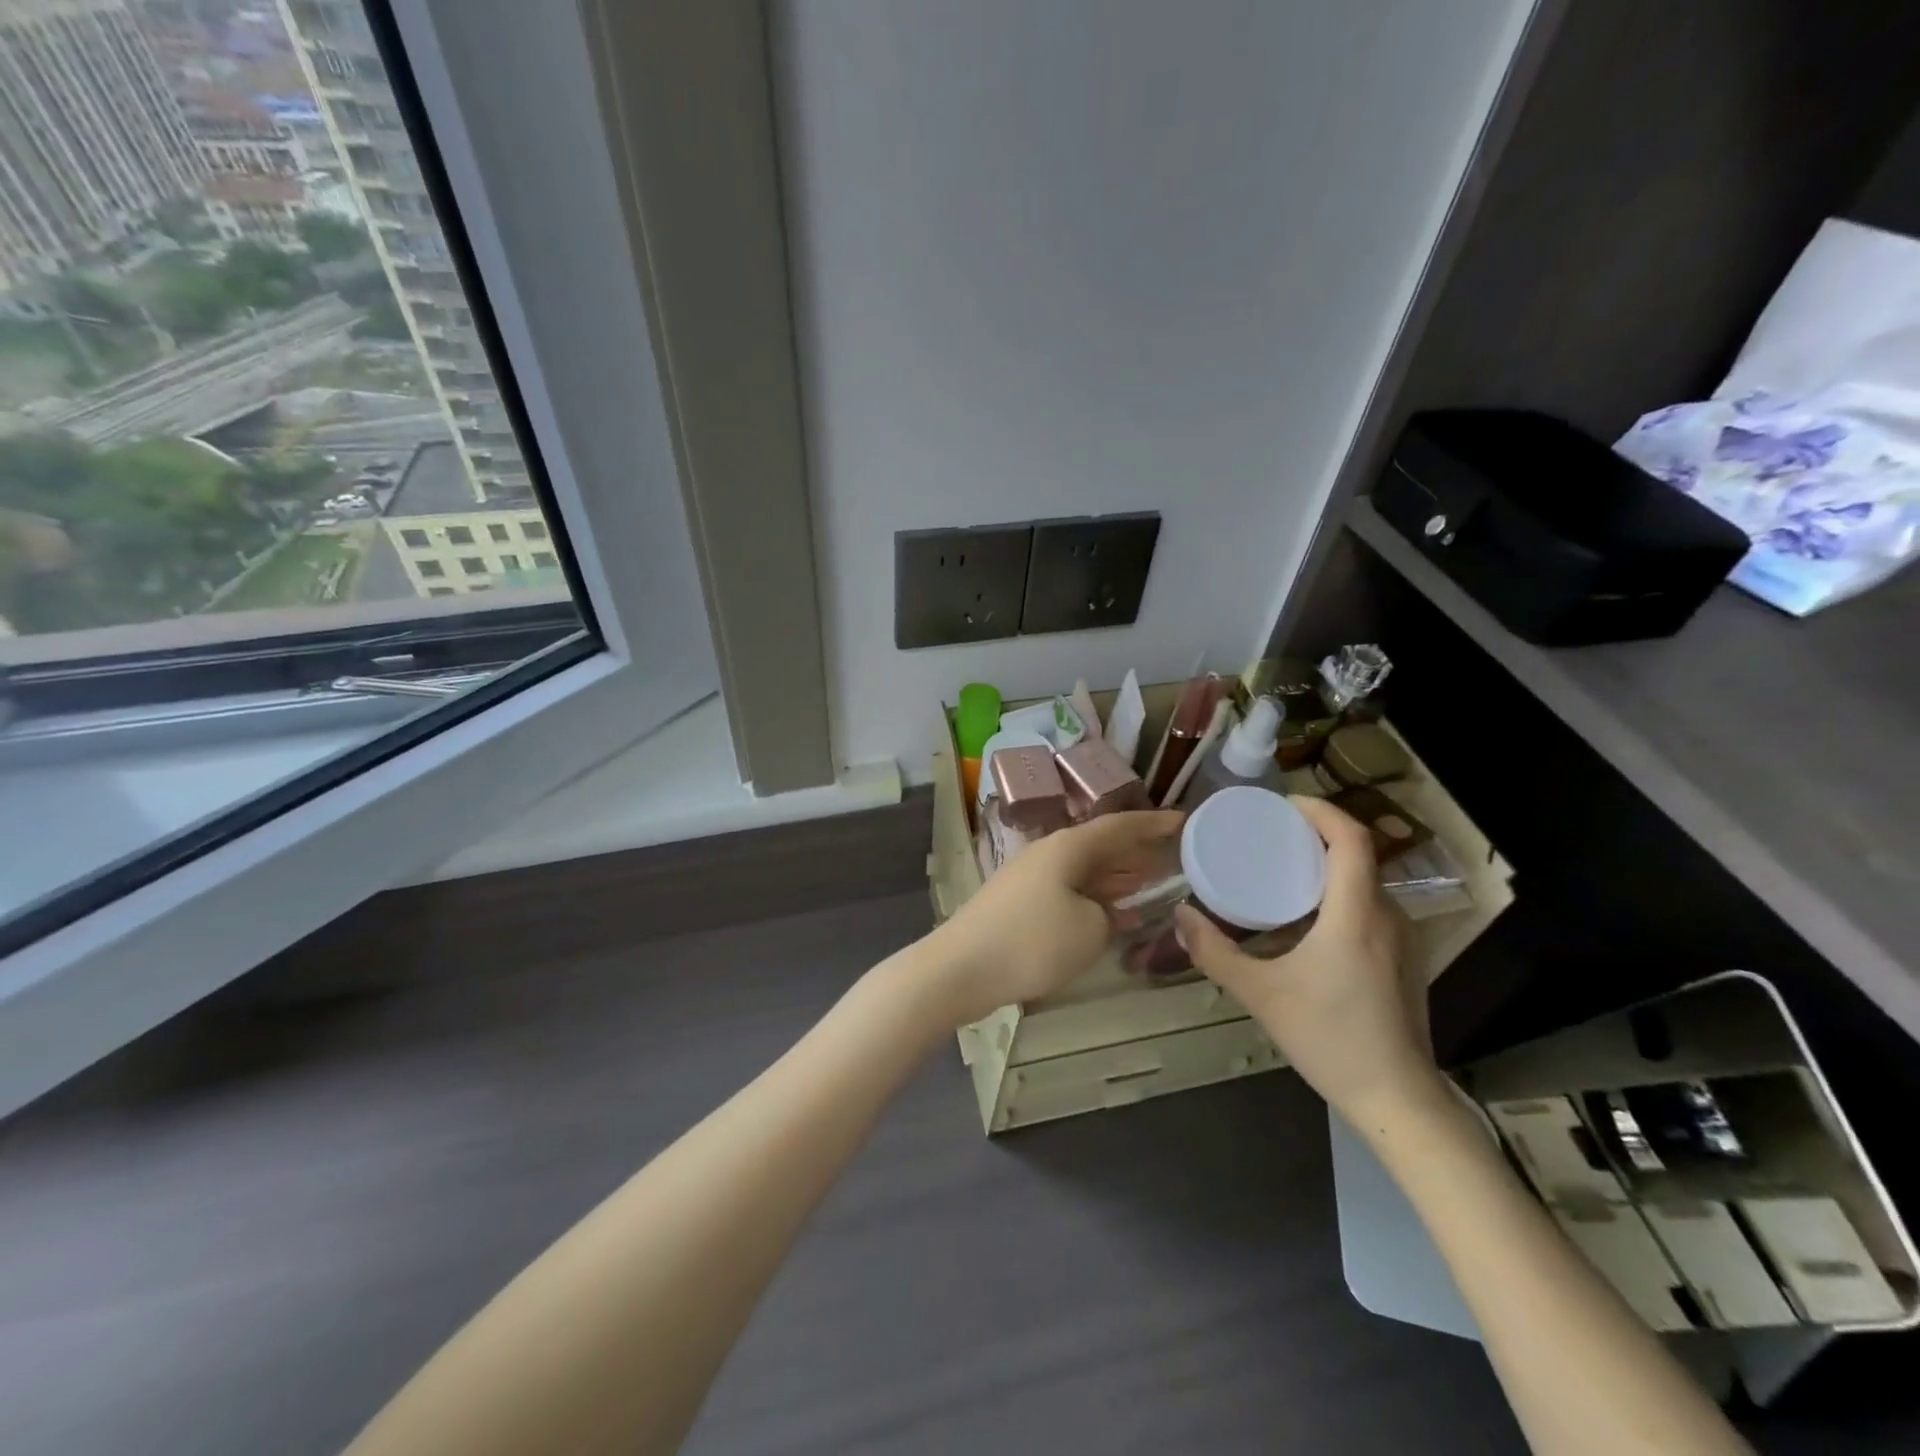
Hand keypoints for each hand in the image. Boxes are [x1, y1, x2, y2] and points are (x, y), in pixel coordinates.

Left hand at [926, 809, 1184, 1025]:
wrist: (961, 968)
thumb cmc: (1032, 942)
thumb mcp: (1089, 930)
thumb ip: (1109, 915)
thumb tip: (1104, 911)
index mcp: (1067, 847)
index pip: (1118, 826)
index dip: (1152, 823)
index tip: (1183, 820)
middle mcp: (1048, 853)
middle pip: (1100, 846)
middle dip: (1136, 851)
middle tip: (1173, 856)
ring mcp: (1029, 878)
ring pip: (1084, 870)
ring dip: (1116, 876)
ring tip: (1151, 882)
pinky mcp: (1018, 903)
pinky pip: (1068, 890)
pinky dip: (1094, 898)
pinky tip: (1111, 915)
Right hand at [1174, 796, 1440, 1121]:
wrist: (1398, 1101)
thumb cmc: (1329, 1039)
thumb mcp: (1260, 994)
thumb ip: (1214, 953)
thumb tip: (1180, 916)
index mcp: (1355, 914)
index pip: (1350, 838)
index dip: (1320, 810)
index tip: (1282, 806)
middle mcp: (1387, 916)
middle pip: (1357, 855)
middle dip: (1315, 835)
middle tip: (1270, 836)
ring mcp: (1403, 940)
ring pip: (1365, 882)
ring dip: (1327, 866)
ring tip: (1283, 872)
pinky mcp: (1404, 960)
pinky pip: (1371, 907)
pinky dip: (1339, 894)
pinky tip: (1307, 921)